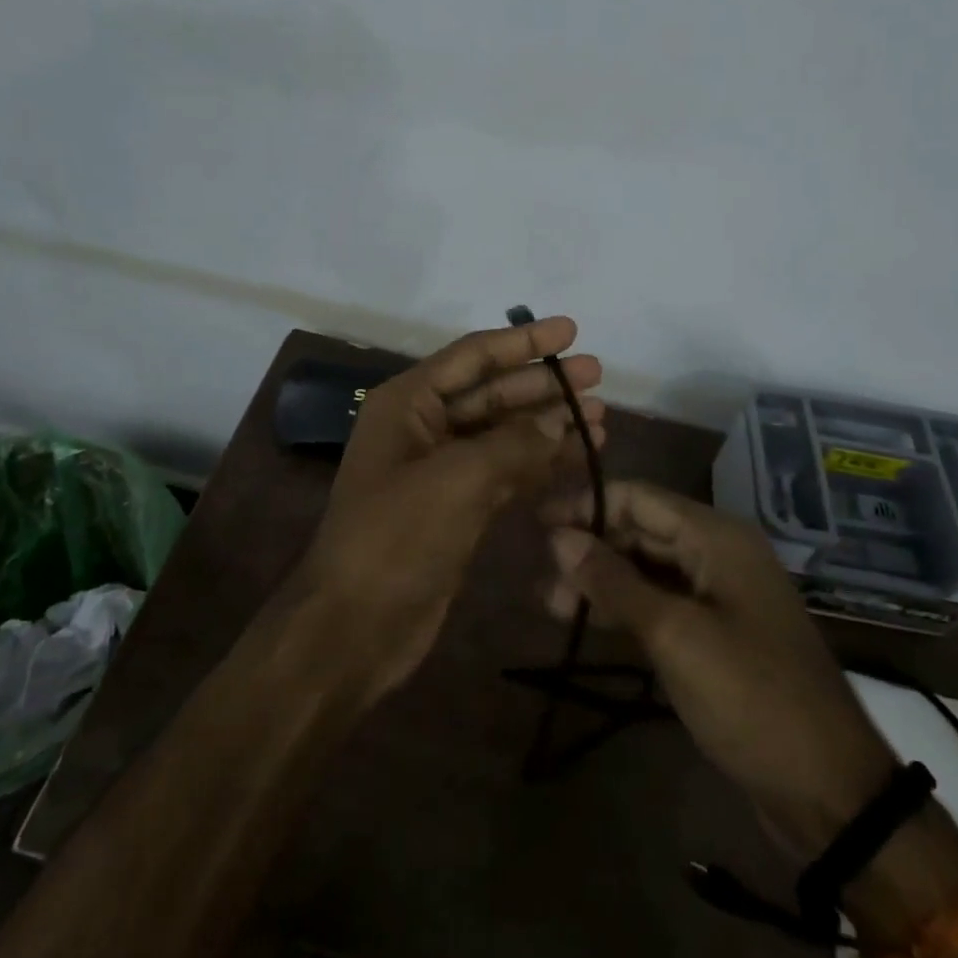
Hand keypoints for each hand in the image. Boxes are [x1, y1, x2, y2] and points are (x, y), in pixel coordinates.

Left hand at [298, 317, 605, 699]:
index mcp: (408, 403)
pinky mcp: (458, 508)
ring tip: (602, 418)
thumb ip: (513, 444)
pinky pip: (506, 472)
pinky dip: (540, 464)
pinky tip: (579, 458)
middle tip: (598, 377)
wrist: (355, 627)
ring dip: (549, 424)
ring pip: (504, 433)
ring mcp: (441, 470)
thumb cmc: (396, 538)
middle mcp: (423, 427)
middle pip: (493, 392)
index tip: (571, 330)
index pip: (474, 357)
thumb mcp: (456, 480)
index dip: (524, 341)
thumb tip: (559, 421)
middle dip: (544, 384)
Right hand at [541, 480, 896, 849]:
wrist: (829, 790)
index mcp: (716, 536)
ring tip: (551, 603)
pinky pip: (661, 602)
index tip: (536, 522)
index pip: (637, 497)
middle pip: (641, 529)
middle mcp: (717, 553)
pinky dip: (624, 607)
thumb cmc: (750, 697)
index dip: (585, 504)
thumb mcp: (674, 635)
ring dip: (601, 580)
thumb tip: (558, 537)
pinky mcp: (715, 632)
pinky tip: (588, 621)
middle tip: (539, 573)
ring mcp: (718, 593)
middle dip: (589, 546)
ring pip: (647, 568)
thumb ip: (613, 581)